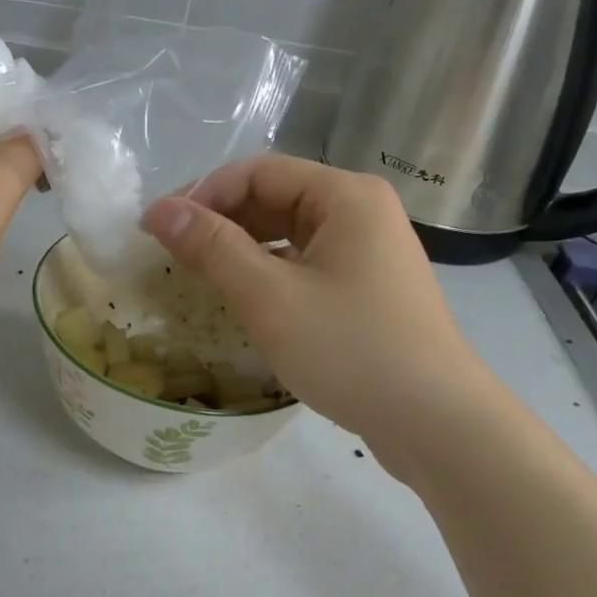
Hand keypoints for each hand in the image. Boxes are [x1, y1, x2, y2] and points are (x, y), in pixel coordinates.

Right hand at [140, 156, 493, 467]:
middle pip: (275, 197)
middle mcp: (361, 212)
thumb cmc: (352, 350)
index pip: (258, 172)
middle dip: (220, 221)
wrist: (438, 424)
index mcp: (345, 196)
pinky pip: (306, 264)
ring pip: (289, 234)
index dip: (202, 193)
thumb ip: (212, 248)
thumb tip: (159, 210)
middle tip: (172, 255)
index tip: (157, 228)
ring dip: (242, 249)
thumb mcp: (270, 297)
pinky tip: (243, 300)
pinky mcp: (368, 288)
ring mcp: (369, 251)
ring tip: (199, 276)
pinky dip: (269, 274)